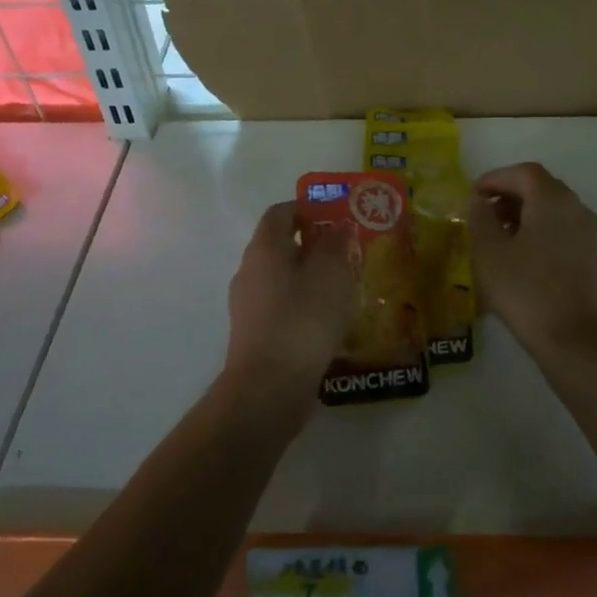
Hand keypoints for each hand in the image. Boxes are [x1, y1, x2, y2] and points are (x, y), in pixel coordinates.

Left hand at [223, 200, 356, 419]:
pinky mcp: (255, 333)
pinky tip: (329, 322)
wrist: (269, 387)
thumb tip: (337, 225)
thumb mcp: (332, 272)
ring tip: (346, 290)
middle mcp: (250, 270)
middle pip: (282, 245)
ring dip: (312, 278)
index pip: (281, 212)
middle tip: (349, 255)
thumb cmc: (303, 319)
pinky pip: (282, 306)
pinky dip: (304, 305)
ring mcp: (248, 304)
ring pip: (283, 278)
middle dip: (315, 246)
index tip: (338, 220)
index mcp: (264, 247)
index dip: (309, 209)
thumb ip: (336, 243)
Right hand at [467, 162, 596, 355]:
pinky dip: (542, 230)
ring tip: (499, 236)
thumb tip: (479, 200)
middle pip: (541, 187)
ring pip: (554, 209)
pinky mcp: (595, 257)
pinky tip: (523, 255)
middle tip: (483, 213)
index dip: (496, 178)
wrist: (572, 339)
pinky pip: (564, 229)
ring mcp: (591, 233)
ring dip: (525, 213)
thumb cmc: (525, 290)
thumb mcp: (489, 251)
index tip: (473, 195)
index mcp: (553, 199)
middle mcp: (577, 208)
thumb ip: (480, 217)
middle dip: (510, 194)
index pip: (523, 172)